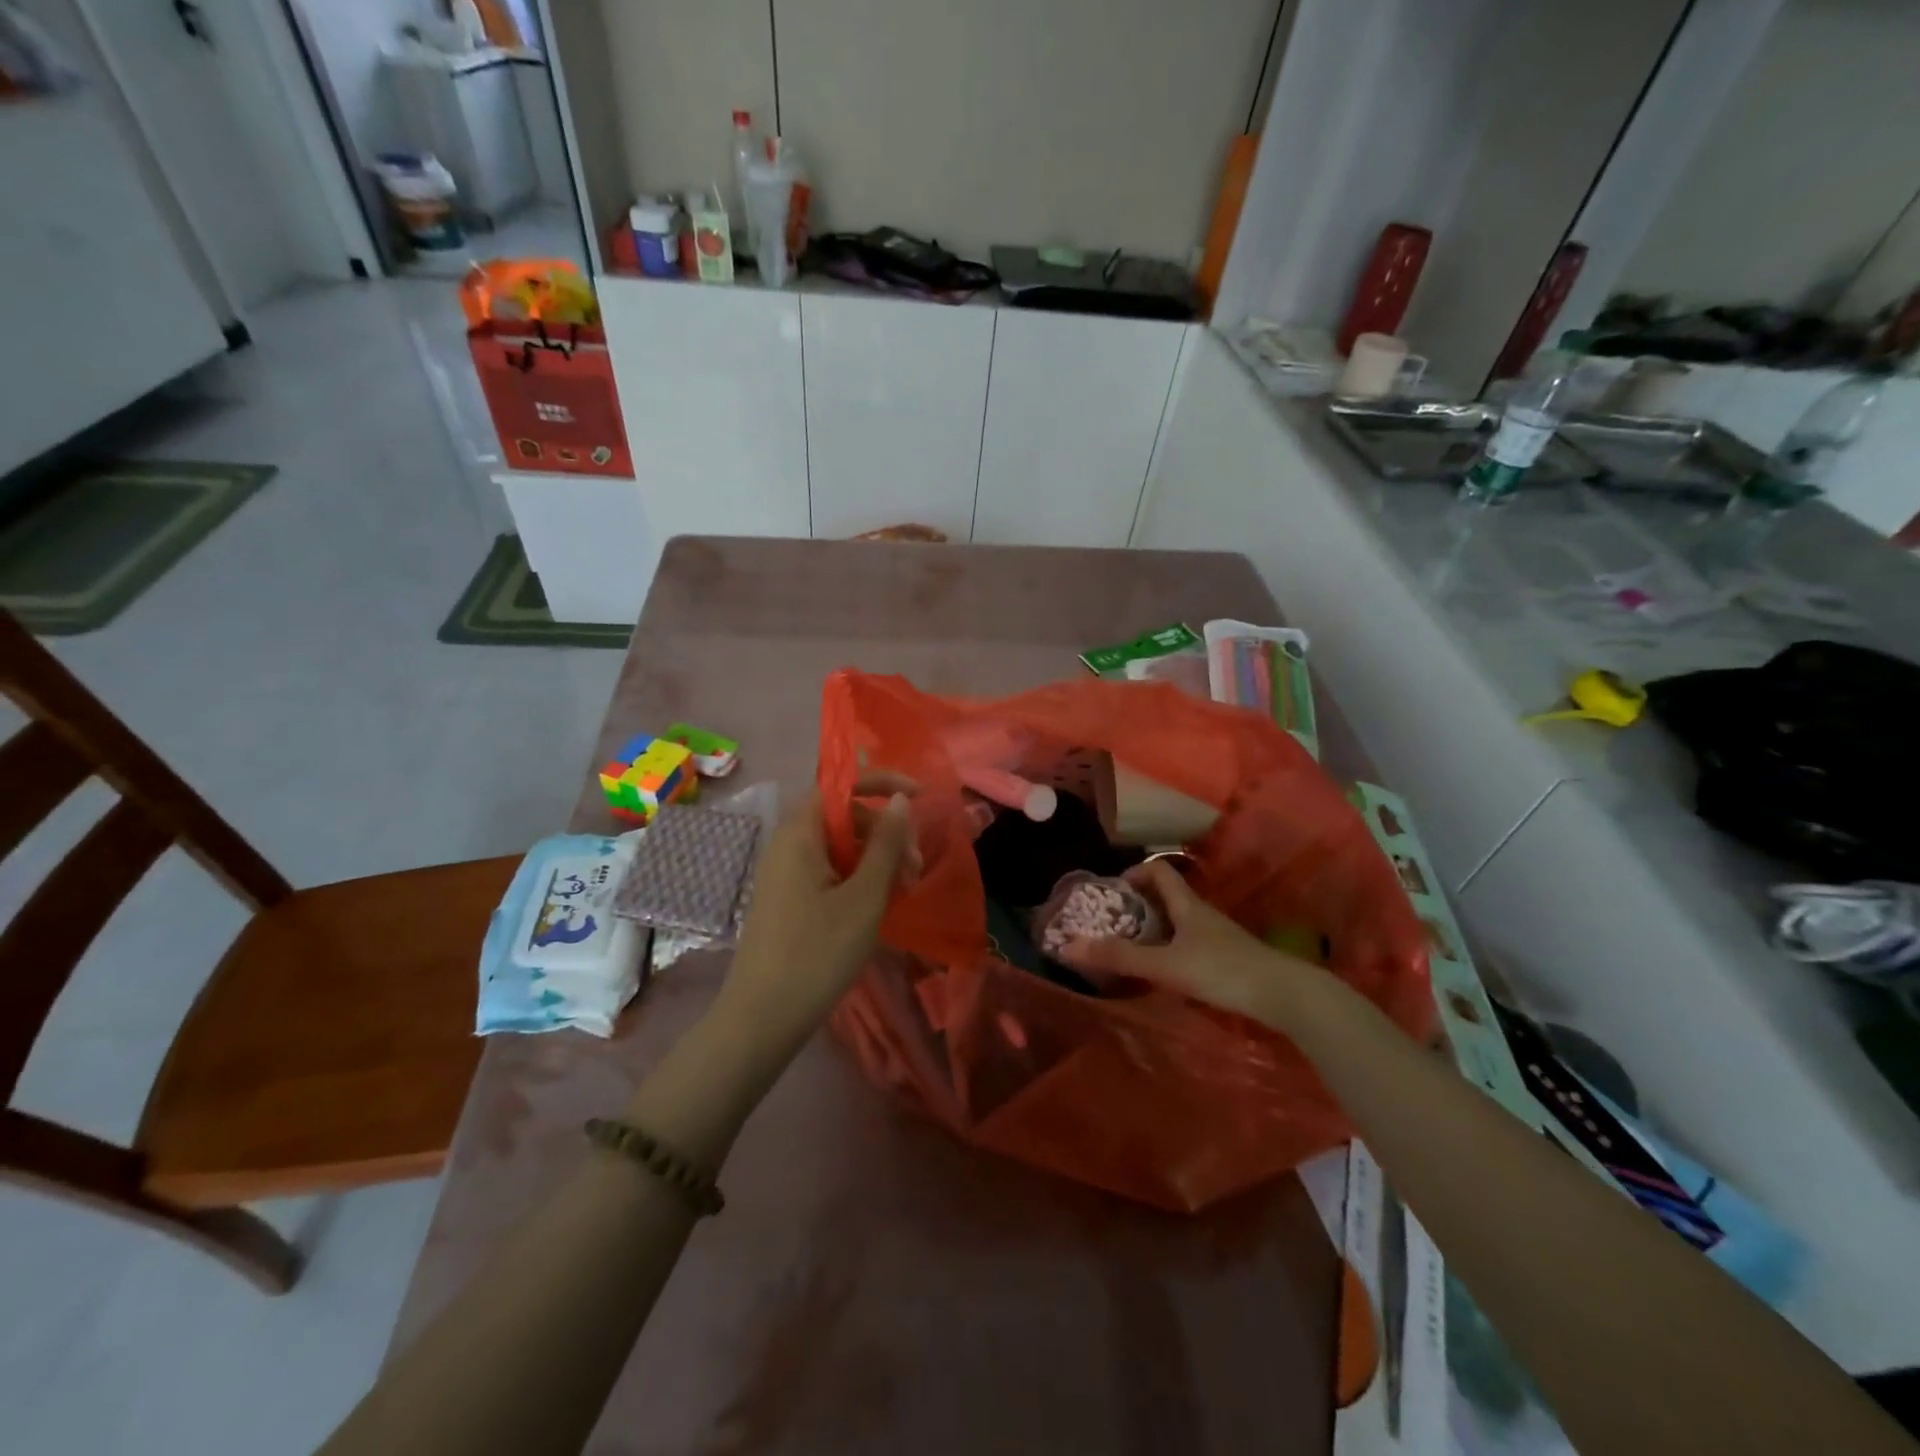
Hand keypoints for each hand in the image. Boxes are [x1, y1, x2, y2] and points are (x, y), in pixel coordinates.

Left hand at [715, 772, 918, 1052]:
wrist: (762, 1018)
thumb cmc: (818, 952)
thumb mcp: (865, 896)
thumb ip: (886, 844)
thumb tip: (900, 802)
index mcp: (800, 833)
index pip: (841, 785)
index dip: (881, 783)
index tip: (920, 798)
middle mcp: (787, 844)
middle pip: (843, 816)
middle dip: (885, 832)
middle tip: (915, 868)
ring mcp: (784, 873)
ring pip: (838, 847)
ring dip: (875, 859)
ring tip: (903, 891)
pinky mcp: (787, 899)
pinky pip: (827, 871)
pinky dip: (857, 878)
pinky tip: (877, 905)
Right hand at [1056, 860, 1318, 1025]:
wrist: (1284, 995)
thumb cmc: (1222, 970)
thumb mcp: (1165, 964)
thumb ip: (1120, 957)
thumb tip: (1069, 946)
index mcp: (1187, 904)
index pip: (1159, 872)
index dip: (1134, 873)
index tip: (1112, 891)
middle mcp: (1202, 914)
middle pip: (1167, 897)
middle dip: (1139, 905)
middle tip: (1113, 923)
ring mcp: (1217, 936)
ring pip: (1179, 922)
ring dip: (1154, 929)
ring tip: (1131, 948)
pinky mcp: (1227, 959)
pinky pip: (1191, 944)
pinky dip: (1171, 949)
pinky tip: (1163, 972)